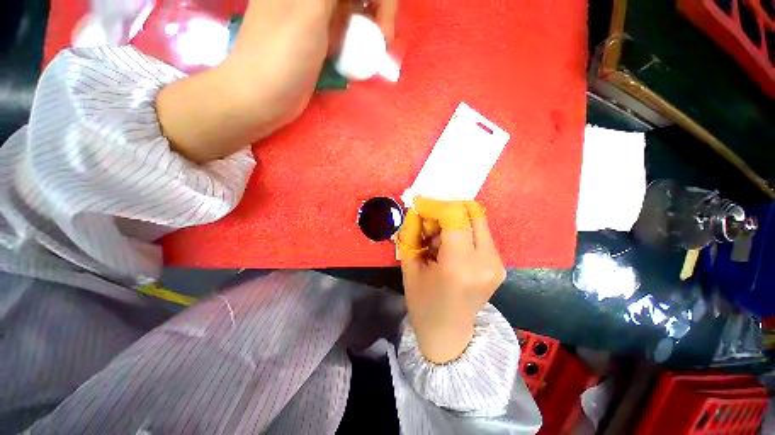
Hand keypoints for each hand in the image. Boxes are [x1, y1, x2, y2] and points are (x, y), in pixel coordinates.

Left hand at [158, 0, 397, 162]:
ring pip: (358, 9)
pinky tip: (354, 60)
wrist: (261, 99)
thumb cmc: (278, 62)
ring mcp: (315, 13)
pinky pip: (350, 29)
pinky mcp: (319, 37)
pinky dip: (360, 42)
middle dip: (378, 10)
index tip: (381, 19)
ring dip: (371, 28)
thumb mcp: (308, 13)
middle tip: (379, 39)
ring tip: (367, 54)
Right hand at [398, 198, 506, 363]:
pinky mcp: (499, 263)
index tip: (419, 206)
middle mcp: (485, 261)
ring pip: (477, 219)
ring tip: (436, 237)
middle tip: (428, 221)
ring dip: (454, 219)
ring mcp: (497, 263)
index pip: (455, 216)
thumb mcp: (409, 267)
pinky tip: (447, 245)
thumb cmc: (423, 304)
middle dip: (446, 208)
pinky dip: (461, 229)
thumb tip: (416, 210)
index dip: (435, 205)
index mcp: (459, 266)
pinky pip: (480, 232)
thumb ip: (411, 233)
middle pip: (472, 211)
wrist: (449, 334)